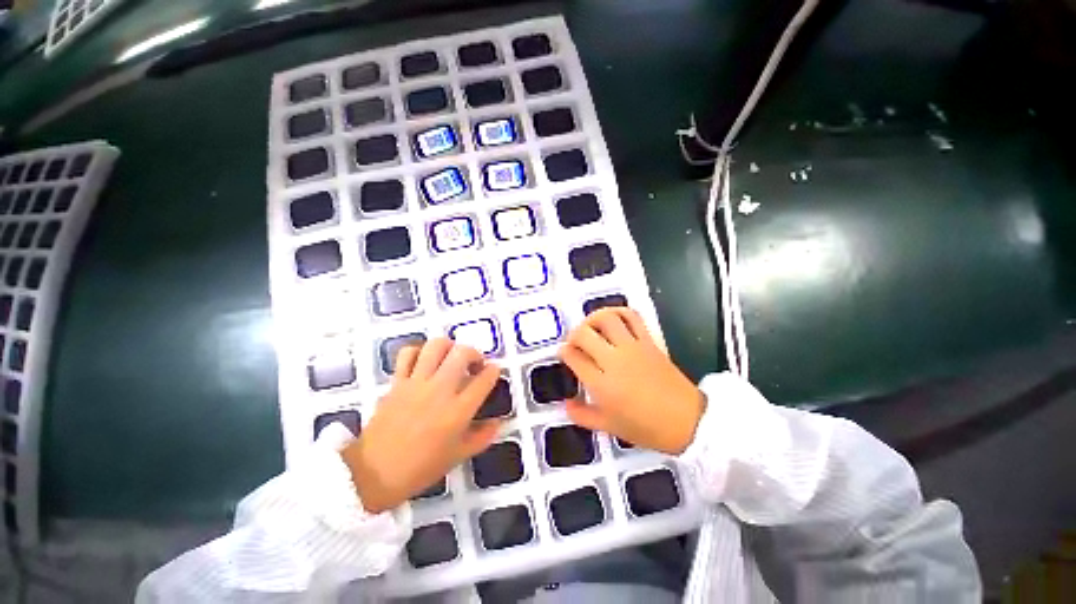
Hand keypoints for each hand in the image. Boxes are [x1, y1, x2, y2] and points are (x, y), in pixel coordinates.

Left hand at [341, 338, 501, 512]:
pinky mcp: (397, 382)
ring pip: (436, 346)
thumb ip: (482, 437)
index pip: (484, 379)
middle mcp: (440, 390)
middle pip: (462, 353)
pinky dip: (418, 351)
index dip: (493, 371)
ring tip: (450, 357)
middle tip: (473, 364)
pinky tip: (424, 361)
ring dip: (449, 346)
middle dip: (474, 353)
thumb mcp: (458, 456)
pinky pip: (408, 354)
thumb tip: (498, 422)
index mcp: (458, 411)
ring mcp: (417, 383)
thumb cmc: (420, 469)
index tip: (493, 371)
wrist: (372, 474)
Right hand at [559, 308, 705, 454]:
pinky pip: (632, 317)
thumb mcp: (609, 426)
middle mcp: (614, 360)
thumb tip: (566, 405)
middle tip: (574, 342)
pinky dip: (619, 312)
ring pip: (606, 319)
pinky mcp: (649, 341)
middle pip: (584, 334)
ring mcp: (633, 347)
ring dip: (593, 318)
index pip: (574, 357)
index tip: (564, 353)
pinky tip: (613, 319)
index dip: (564, 352)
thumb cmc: (646, 428)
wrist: (688, 421)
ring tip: (591, 327)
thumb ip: (582, 415)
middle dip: (573, 334)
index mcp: (602, 384)